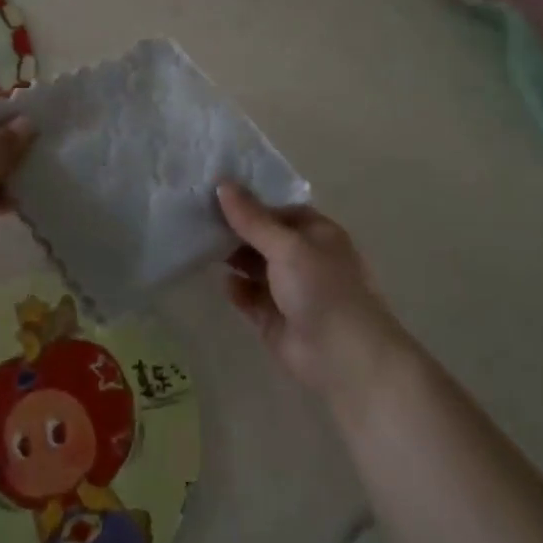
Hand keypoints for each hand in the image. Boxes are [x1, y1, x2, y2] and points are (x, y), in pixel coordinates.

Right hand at [218, 183, 403, 398]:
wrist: (345, 358)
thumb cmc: (322, 288)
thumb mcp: (286, 245)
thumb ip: (252, 218)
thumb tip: (222, 183)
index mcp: (317, 234)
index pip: (278, 209)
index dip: (250, 201)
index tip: (215, 192)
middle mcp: (304, 258)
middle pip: (263, 237)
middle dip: (236, 229)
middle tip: (198, 216)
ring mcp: (289, 290)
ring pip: (254, 266)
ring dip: (233, 257)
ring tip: (201, 244)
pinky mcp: (275, 319)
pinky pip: (250, 297)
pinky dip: (237, 289)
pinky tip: (223, 282)